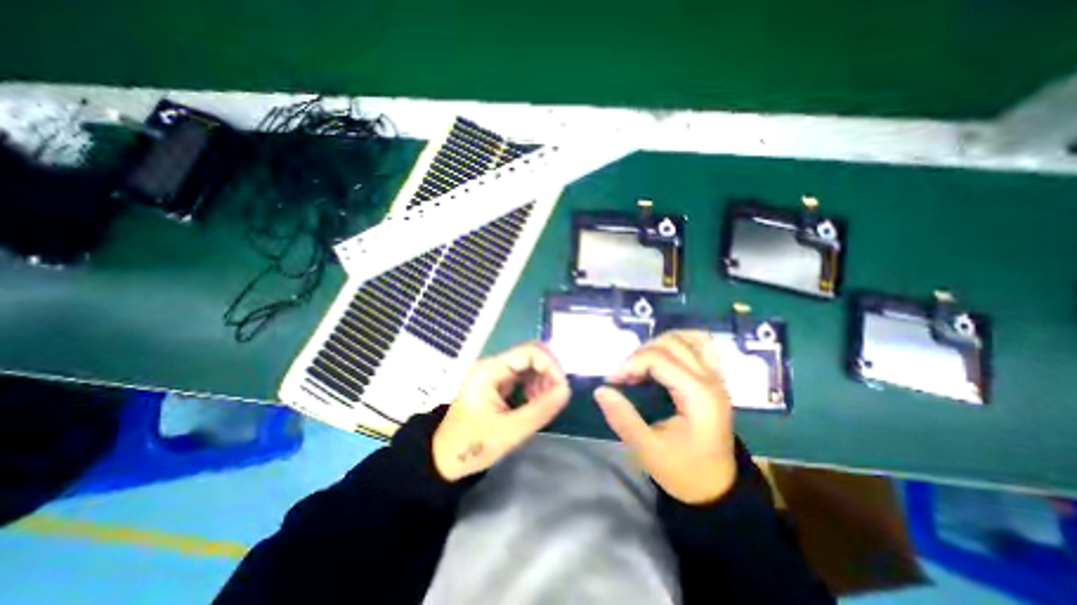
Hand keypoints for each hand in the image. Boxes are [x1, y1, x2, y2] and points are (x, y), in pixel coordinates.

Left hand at [435, 342, 571, 480]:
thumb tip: (567, 391)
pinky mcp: (499, 382)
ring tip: (546, 402)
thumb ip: (539, 410)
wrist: (445, 459)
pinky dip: (536, 385)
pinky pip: (524, 375)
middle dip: (549, 372)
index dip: (551, 365)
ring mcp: (496, 372)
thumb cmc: (472, 446)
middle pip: (531, 354)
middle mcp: (493, 365)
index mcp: (490, 370)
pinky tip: (536, 401)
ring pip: (530, 364)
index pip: (529, 351)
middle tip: (556, 396)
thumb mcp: (509, 432)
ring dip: (544, 379)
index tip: (562, 389)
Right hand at [593, 330, 737, 504]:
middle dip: (641, 353)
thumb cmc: (683, 471)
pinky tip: (664, 356)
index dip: (631, 363)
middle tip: (626, 375)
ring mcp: (717, 377)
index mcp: (698, 396)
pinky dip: (679, 343)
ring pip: (688, 338)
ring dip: (660, 344)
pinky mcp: (715, 379)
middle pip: (672, 343)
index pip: (659, 358)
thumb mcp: (648, 450)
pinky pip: (701, 346)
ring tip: (642, 363)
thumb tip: (601, 390)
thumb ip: (623, 418)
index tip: (613, 381)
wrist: (717, 489)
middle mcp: (711, 380)